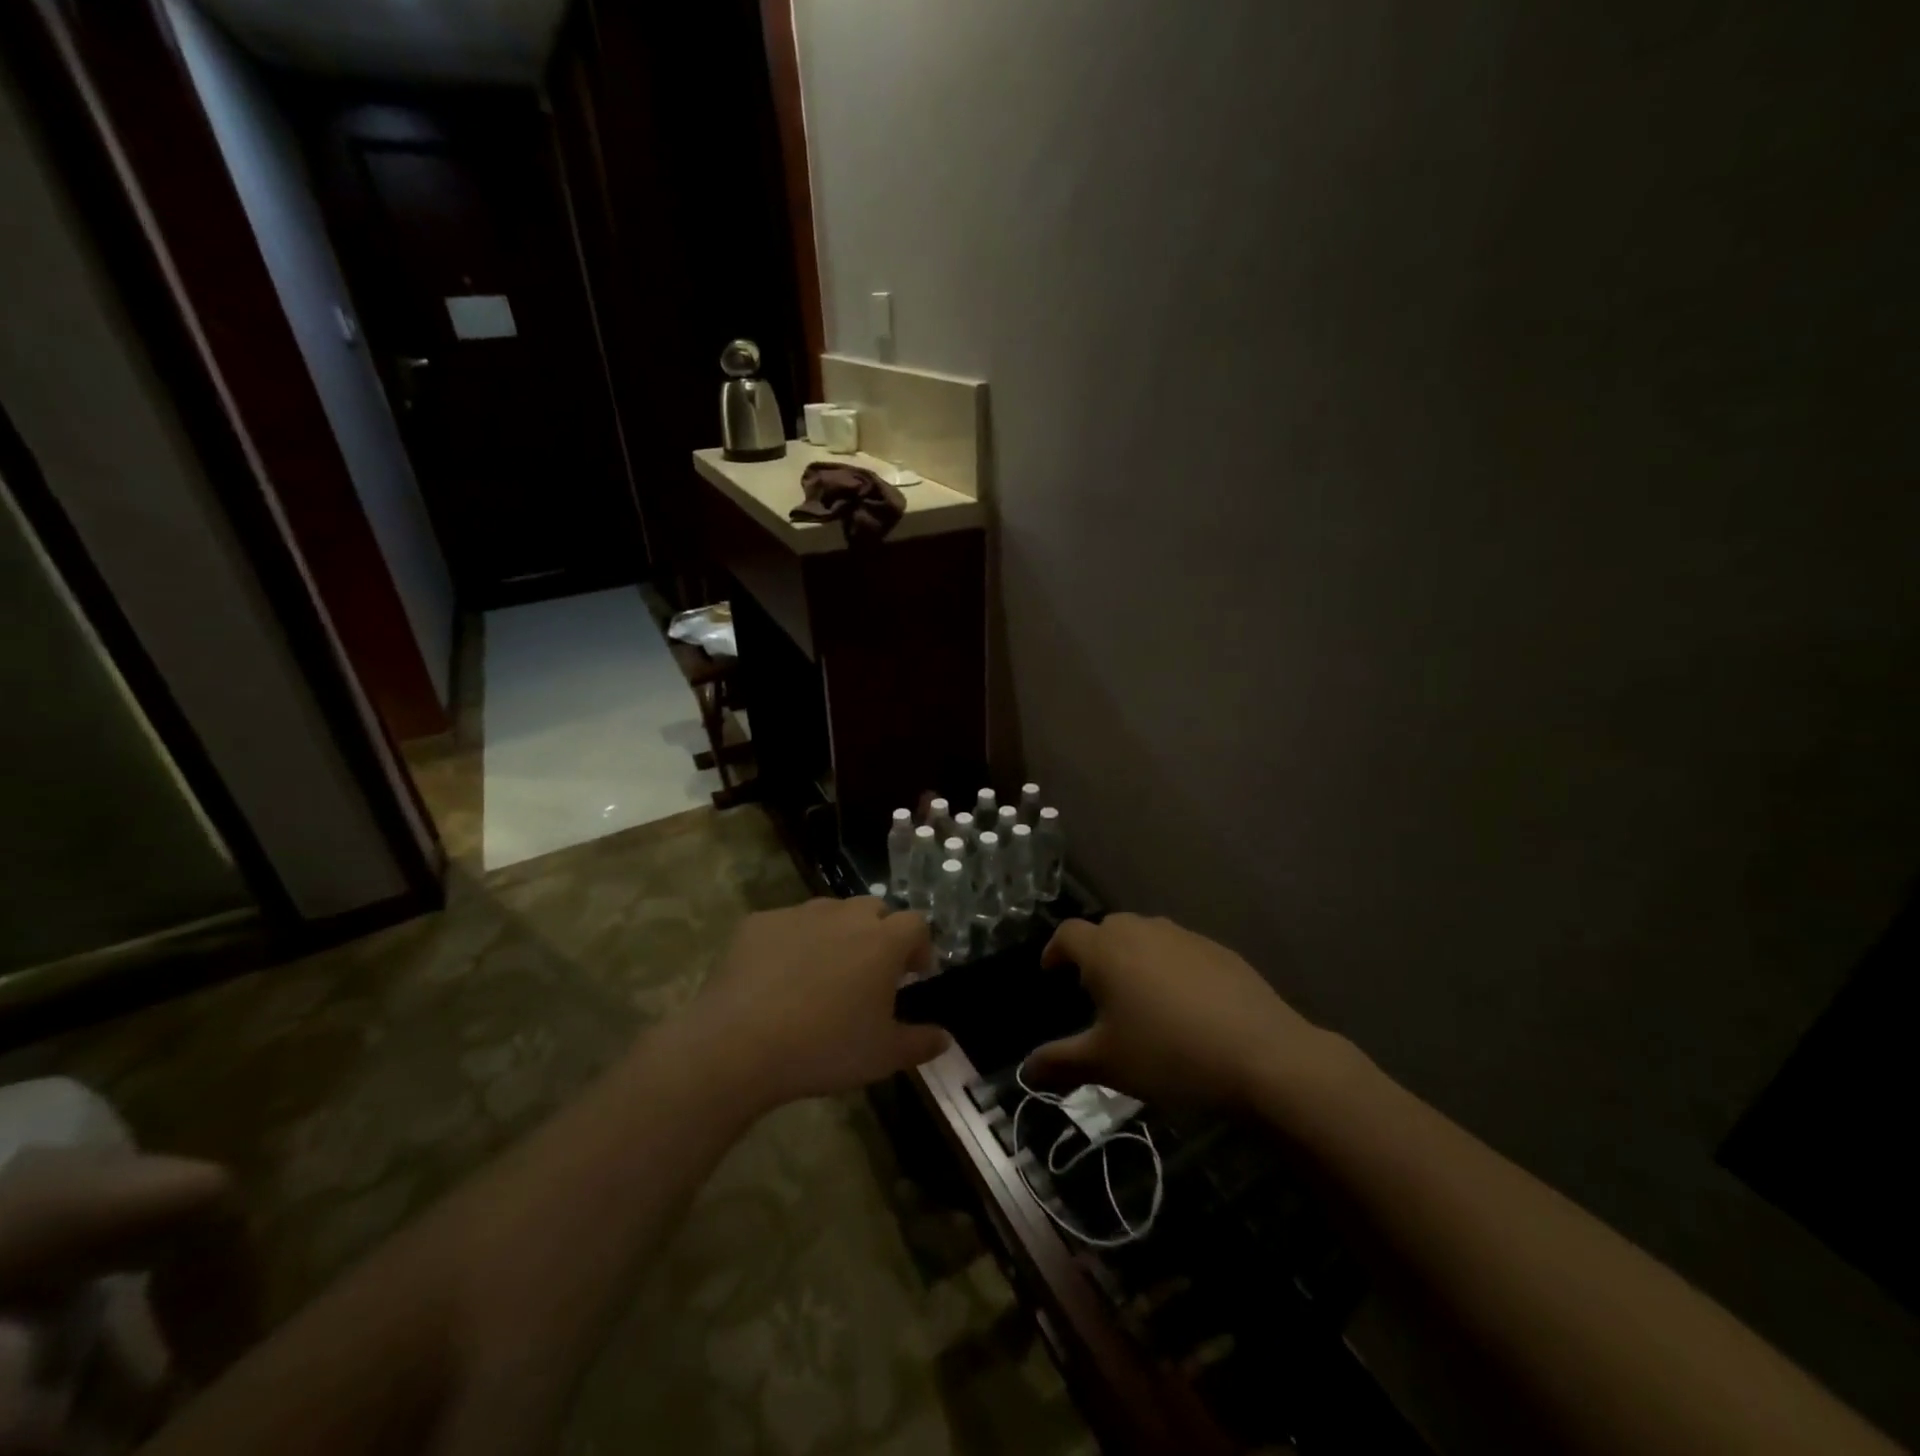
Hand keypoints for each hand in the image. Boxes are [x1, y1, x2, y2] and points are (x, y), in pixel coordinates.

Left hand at [688, 897, 951, 1109]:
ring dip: (837, 934)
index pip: (916, 924)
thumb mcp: (882, 1056)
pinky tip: (777, 978)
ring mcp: (798, 914)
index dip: (920, 947)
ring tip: (824, 974)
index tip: (913, 976)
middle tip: (870, 972)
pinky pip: (786, 925)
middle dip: (879, 933)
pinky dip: (792, 943)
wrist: (738, 1045)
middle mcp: (844, 915)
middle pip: (874, 909)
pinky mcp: (758, 923)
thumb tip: (945, 1038)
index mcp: (882, 941)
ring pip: (829, 913)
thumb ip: (920, 1043)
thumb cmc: (824, 1048)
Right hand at [1023, 913, 1331, 1107]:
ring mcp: (1184, 937)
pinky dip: (1170, 967)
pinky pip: (1180, 950)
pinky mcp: (1219, 951)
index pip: (1068, 934)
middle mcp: (1142, 931)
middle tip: (1095, 991)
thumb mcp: (1107, 1065)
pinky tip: (1184, 1005)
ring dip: (1133, 958)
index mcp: (1107, 949)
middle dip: (1095, 954)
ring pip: (1146, 937)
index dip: (1055, 950)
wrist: (1262, 1055)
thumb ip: (1061, 1062)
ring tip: (1140, 998)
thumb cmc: (1168, 1054)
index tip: (1051, 972)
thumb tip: (1025, 1070)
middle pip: (1107, 929)